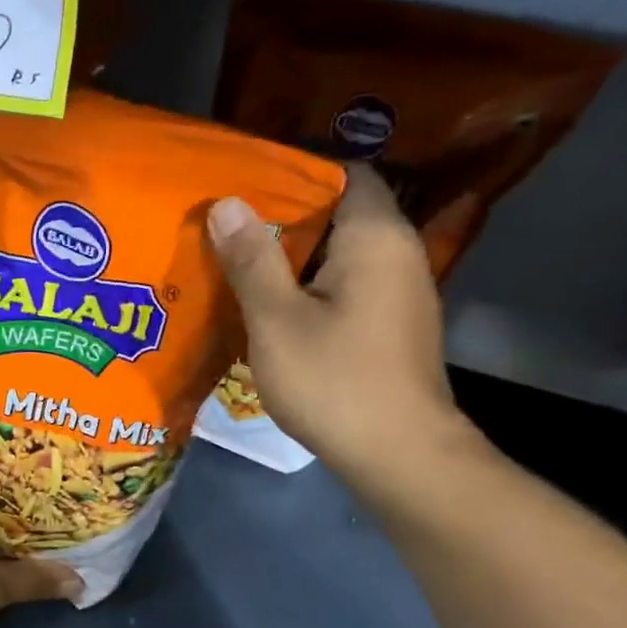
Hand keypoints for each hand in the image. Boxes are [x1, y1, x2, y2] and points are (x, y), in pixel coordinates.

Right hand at [207, 165, 472, 489]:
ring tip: (238, 262)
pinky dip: (310, 286)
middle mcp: (398, 254)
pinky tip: (271, 307)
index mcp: (375, 238)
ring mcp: (399, 293)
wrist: (398, 455)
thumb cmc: (335, 381)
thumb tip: (227, 203)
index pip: (344, 172)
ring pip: (340, 254)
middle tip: (228, 225)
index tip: (245, 183)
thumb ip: (252, 259)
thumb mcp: (277, 319)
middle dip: (284, 217)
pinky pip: (347, 285)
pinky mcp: (392, 326)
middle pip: (340, 214)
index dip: (295, 172)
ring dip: (293, 256)